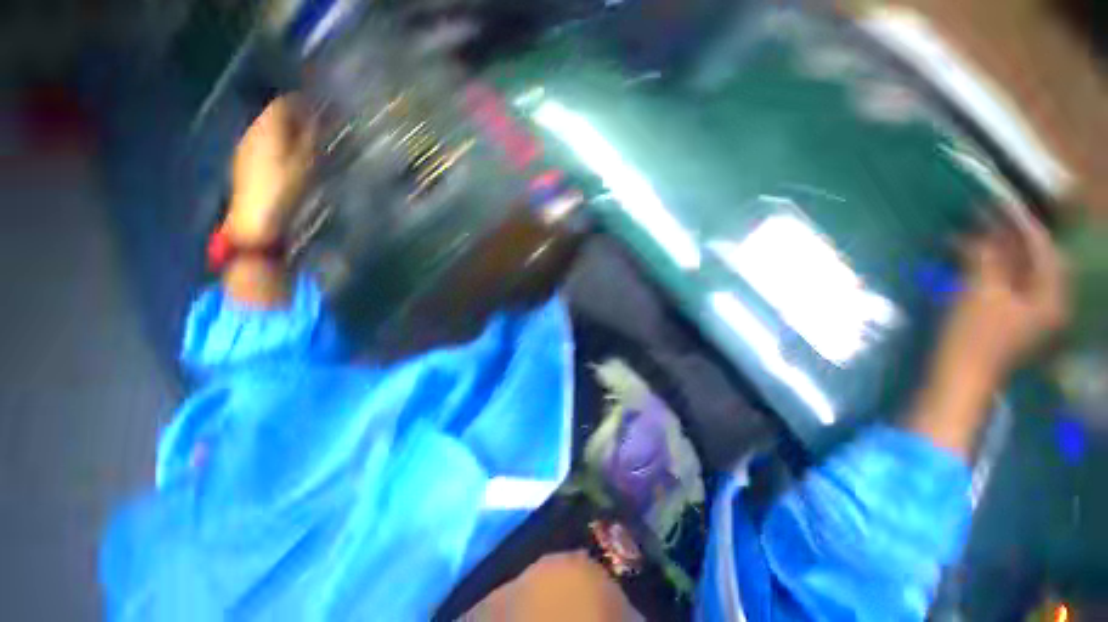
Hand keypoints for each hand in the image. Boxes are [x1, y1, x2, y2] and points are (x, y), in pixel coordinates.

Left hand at [224, 95, 313, 244]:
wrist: (256, 218)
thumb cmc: (285, 188)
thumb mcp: (306, 162)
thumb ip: (312, 137)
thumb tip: (319, 116)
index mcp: (268, 128)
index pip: (284, 103)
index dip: (303, 104)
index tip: (322, 110)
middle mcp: (253, 131)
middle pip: (274, 115)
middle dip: (295, 117)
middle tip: (318, 127)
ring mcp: (246, 147)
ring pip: (268, 129)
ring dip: (286, 132)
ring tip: (306, 144)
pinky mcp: (244, 162)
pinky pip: (263, 143)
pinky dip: (278, 144)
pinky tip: (289, 158)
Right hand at [942, 214, 1068, 378]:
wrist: (958, 376)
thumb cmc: (973, 336)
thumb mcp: (980, 292)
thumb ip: (986, 257)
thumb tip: (982, 230)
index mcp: (1051, 295)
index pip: (1043, 248)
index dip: (1021, 223)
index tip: (999, 203)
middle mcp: (1045, 299)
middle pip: (1031, 257)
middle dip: (1006, 235)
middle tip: (981, 215)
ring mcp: (1026, 309)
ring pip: (1014, 268)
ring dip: (992, 249)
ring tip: (967, 233)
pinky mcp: (1006, 314)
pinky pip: (1001, 280)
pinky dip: (985, 265)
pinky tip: (966, 256)